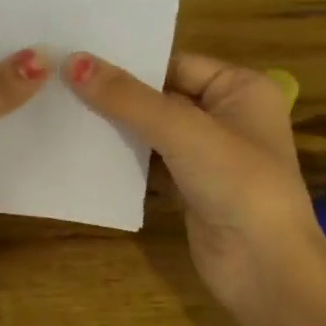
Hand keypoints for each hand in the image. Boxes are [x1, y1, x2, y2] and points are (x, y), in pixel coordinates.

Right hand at [66, 51, 325, 325]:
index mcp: (241, 88)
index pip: (175, 63)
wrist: (266, 271)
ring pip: (153, 130)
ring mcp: (209, 155)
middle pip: (162, 95)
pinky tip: (84, 149)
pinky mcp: (191, 187)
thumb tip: (73, 62)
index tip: (77, 54)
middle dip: (117, 93)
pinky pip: (151, 162)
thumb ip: (128, 98)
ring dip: (116, 126)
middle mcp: (227, 115)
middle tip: (60, 80)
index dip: (129, 61)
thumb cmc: (238, 185)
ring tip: (61, 108)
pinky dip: (124, 158)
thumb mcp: (182, 132)